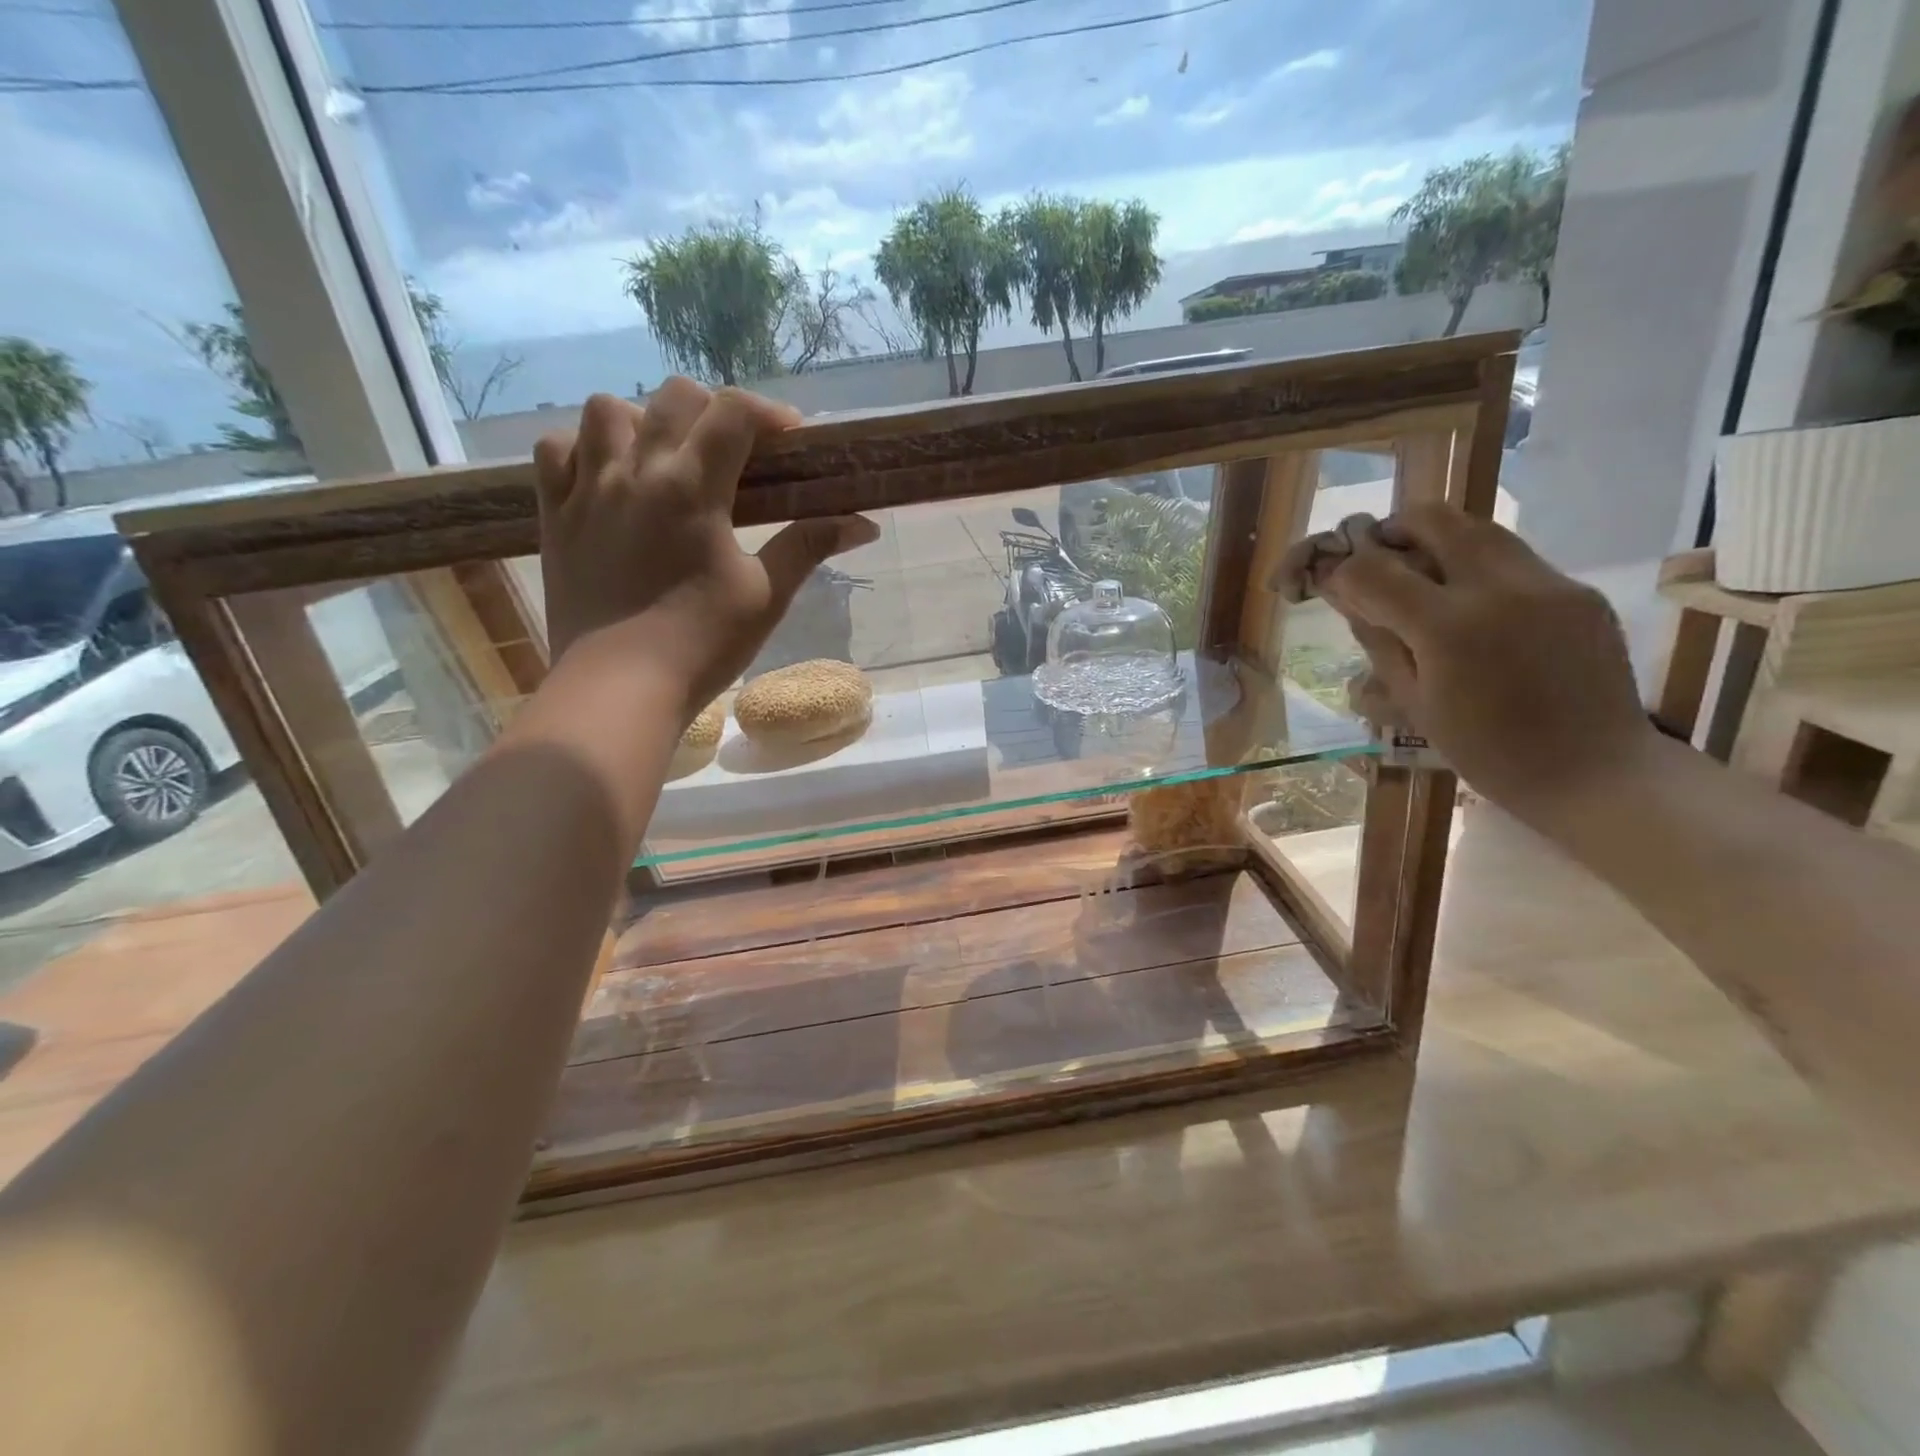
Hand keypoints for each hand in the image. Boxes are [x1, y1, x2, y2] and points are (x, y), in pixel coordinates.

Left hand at [532, 380, 878, 718]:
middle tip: (735, 453)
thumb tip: (864, 524)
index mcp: (692, 487)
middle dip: (714, 411)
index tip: (791, 438)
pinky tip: (608, 477)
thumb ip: (808, 546)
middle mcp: (636, 471)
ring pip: (606, 410)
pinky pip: (557, 450)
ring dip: (644, 420)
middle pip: (674, 397)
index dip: (768, 413)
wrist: (620, 687)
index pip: (732, 413)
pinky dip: (584, 448)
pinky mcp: (555, 515)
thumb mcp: (766, 595)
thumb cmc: (701, 644)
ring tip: (664, 458)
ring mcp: (587, 489)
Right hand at [1316, 506, 1657, 822]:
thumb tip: (1346, 594)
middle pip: (1431, 520)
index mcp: (1448, 628)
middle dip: (1392, 532)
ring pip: (1478, 529)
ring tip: (1422, 577)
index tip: (1332, 585)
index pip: (1372, 570)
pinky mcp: (1577, 590)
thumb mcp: (1413, 701)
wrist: (1593, 770)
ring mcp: (1547, 583)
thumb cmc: (1485, 751)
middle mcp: (1499, 589)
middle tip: (1377, 560)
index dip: (1342, 572)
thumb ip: (1378, 638)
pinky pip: (1515, 559)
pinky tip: (1474, 609)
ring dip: (1438, 542)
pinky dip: (1478, 569)